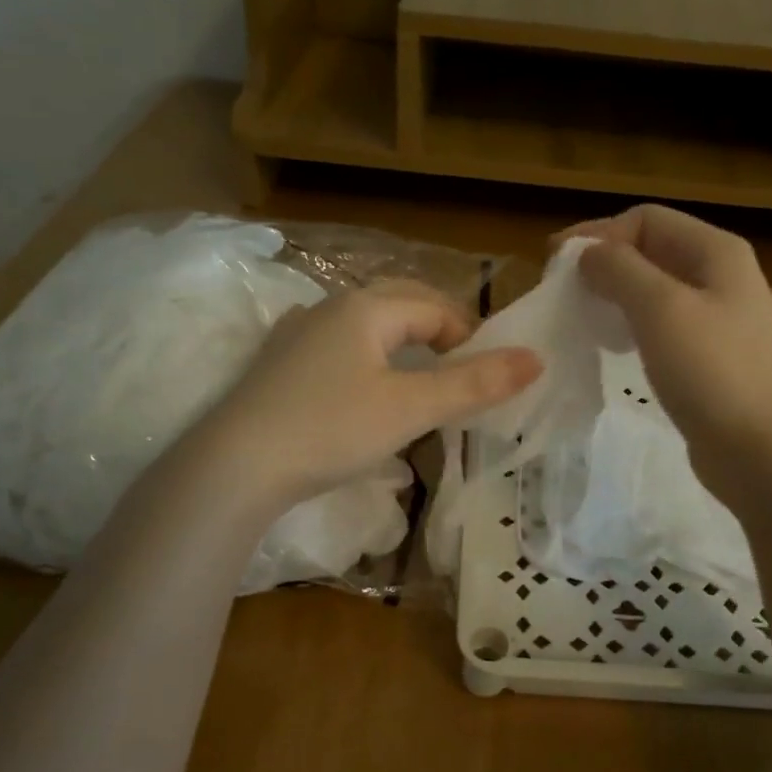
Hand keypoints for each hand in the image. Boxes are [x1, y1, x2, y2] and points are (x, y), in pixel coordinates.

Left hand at [193, 280, 541, 512]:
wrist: (235, 466)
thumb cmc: (331, 429)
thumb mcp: (411, 408)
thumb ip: (475, 384)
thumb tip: (536, 359)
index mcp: (366, 307)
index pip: (436, 307)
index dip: (470, 336)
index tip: (487, 375)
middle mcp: (330, 307)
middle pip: (399, 304)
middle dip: (437, 330)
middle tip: (461, 369)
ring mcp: (297, 333)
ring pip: (365, 325)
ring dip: (400, 343)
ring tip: (418, 377)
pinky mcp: (277, 363)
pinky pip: (337, 346)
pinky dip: (365, 358)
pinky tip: (361, 386)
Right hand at [562, 205, 771, 502]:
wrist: (769, 455)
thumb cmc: (715, 373)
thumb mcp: (661, 309)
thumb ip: (619, 270)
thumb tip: (588, 254)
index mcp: (715, 252)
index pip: (645, 219)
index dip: (598, 234)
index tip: (555, 265)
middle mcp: (720, 277)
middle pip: (650, 252)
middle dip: (603, 265)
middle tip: (563, 294)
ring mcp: (718, 320)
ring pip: (653, 292)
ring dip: (613, 297)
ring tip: (582, 319)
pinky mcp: (709, 359)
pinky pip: (661, 328)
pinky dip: (630, 328)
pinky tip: (613, 349)